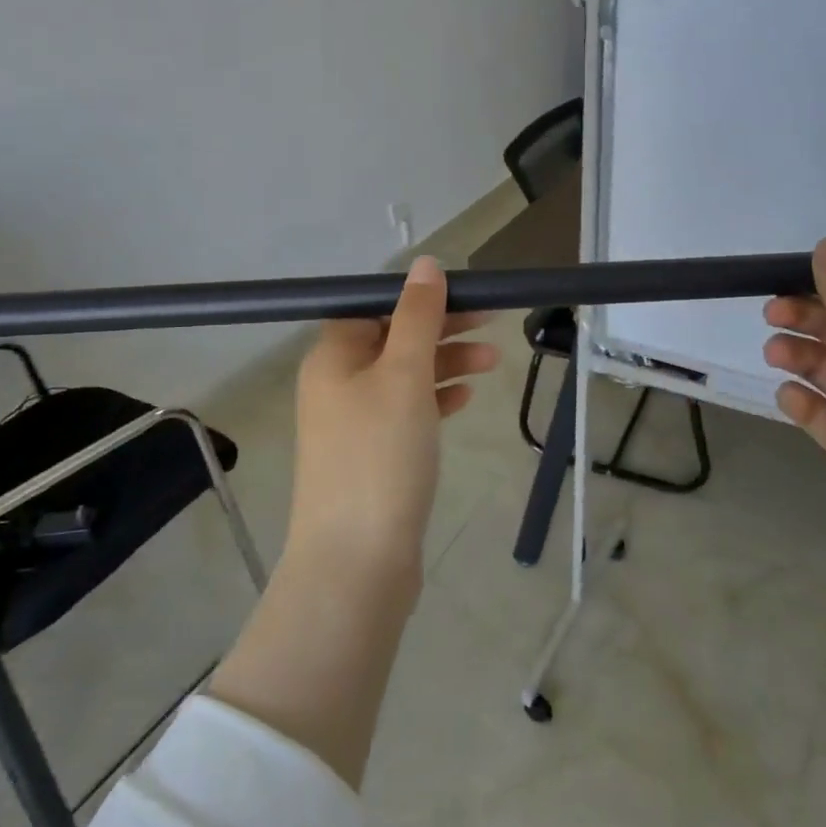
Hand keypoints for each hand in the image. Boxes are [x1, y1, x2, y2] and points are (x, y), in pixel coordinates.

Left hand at [289, 257, 499, 575]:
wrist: (357, 563)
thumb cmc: (380, 456)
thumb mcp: (403, 374)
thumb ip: (416, 316)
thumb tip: (424, 263)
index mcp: (332, 356)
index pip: (374, 306)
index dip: (419, 296)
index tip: (466, 294)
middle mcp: (336, 384)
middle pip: (392, 338)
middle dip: (442, 327)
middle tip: (492, 321)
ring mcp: (352, 424)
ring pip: (403, 376)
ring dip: (445, 363)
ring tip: (493, 362)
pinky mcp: (372, 456)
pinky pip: (405, 412)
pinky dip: (434, 399)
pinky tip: (464, 398)